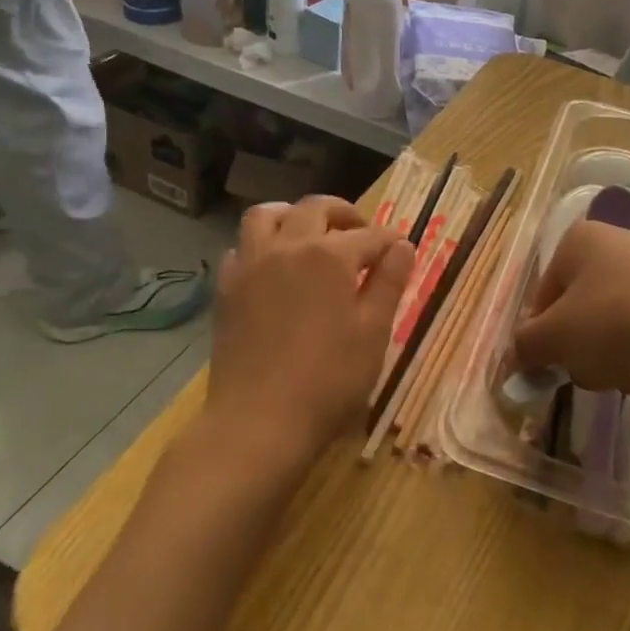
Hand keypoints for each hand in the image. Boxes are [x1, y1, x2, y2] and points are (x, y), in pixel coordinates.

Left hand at [202, 196, 414, 469]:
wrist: (259, 421)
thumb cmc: (329, 380)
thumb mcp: (374, 333)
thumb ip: (390, 283)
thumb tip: (402, 246)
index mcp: (329, 255)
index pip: (369, 236)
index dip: (390, 241)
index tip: (401, 251)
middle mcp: (287, 246)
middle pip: (315, 209)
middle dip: (344, 214)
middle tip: (360, 233)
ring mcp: (250, 264)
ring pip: (267, 215)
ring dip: (293, 215)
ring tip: (310, 235)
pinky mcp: (227, 288)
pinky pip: (242, 247)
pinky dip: (262, 245)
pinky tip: (274, 268)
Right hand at [512, 221, 629, 407]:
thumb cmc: (617, 323)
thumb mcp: (556, 338)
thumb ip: (525, 346)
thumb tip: (512, 357)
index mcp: (578, 240)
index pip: (542, 295)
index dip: (542, 335)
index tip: (551, 366)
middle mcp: (618, 242)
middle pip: (581, 309)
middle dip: (581, 347)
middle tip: (591, 370)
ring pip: (616, 322)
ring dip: (613, 355)